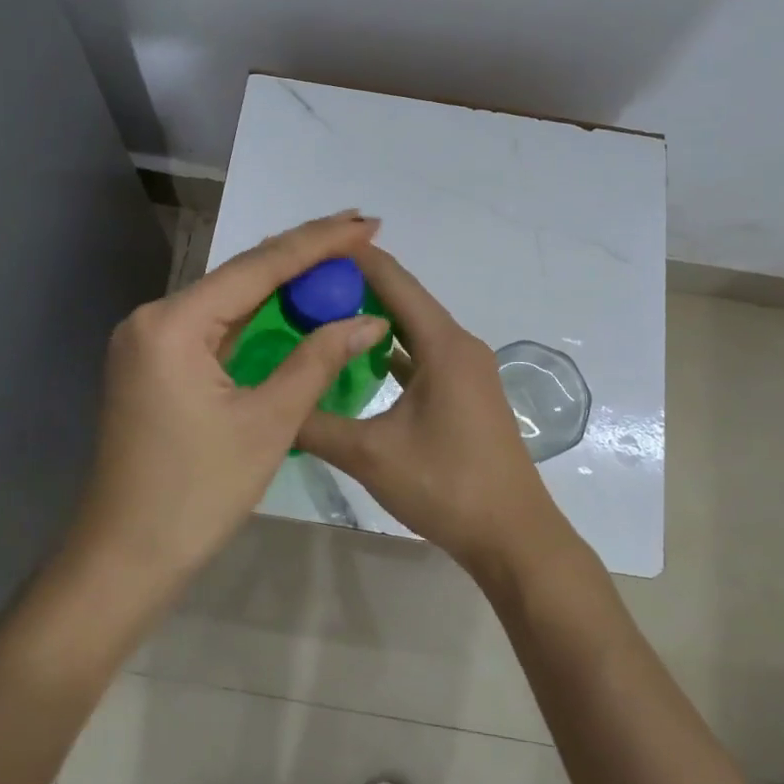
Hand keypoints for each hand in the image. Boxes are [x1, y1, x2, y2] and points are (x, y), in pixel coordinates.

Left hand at [75, 211, 391, 581]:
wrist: (124, 558)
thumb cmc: (197, 494)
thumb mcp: (268, 422)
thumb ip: (317, 360)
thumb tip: (368, 319)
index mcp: (173, 322)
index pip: (257, 266)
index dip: (317, 243)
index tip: (365, 222)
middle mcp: (153, 317)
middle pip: (239, 275)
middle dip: (301, 254)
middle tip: (359, 233)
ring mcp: (148, 341)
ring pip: (227, 299)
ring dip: (280, 283)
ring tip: (336, 258)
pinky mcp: (153, 364)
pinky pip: (213, 327)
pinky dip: (255, 316)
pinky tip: (290, 303)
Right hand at [297, 245, 570, 576]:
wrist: (513, 536)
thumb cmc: (446, 487)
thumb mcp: (370, 455)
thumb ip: (315, 424)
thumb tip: (270, 402)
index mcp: (443, 345)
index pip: (394, 280)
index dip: (353, 257)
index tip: (310, 246)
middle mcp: (459, 345)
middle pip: (403, 298)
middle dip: (355, 285)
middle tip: (303, 282)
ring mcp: (466, 369)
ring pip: (413, 328)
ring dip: (372, 317)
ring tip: (321, 312)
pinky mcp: (465, 392)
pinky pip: (422, 355)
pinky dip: (391, 349)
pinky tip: (357, 359)